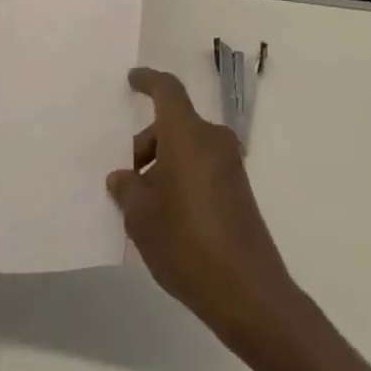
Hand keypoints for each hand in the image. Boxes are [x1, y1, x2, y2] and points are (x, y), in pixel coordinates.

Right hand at [107, 67, 300, 346]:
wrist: (247, 291)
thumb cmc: (185, 240)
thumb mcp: (140, 216)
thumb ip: (127, 188)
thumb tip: (124, 177)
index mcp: (187, 133)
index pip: (167, 90)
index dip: (148, 81)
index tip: (132, 79)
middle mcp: (212, 139)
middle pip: (174, 124)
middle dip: (146, 143)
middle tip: (124, 178)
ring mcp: (230, 164)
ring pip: (187, 148)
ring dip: (162, 165)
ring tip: (140, 206)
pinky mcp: (238, 190)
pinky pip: (201, 168)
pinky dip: (180, 178)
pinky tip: (165, 217)